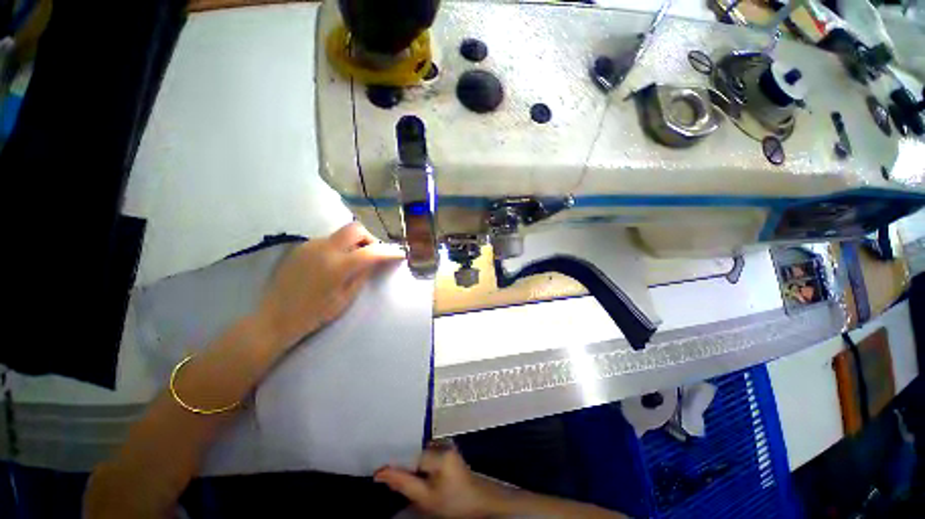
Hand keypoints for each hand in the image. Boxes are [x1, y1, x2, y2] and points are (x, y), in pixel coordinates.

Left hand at [256, 222, 402, 350]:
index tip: (400, 254)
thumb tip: (374, 260)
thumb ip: (363, 275)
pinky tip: (334, 263)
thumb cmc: (315, 313)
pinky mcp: (301, 247)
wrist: (275, 318)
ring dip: (353, 243)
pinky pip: (328, 240)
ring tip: (353, 260)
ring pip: (341, 233)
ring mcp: (310, 245)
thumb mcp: (346, 298)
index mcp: (338, 265)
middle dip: (369, 238)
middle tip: (372, 253)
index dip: (389, 252)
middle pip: (355, 229)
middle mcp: (324, 248)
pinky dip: (339, 247)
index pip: (371, 251)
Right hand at [375, 444, 505, 517]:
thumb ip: (403, 483)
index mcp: (439, 452)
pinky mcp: (447, 448)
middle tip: (385, 475)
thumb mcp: (426, 498)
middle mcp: (442, 442)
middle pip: (413, 450)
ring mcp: (446, 443)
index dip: (393, 463)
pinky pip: (426, 452)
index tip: (378, 471)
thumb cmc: (453, 503)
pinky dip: (417, 462)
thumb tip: (380, 472)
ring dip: (409, 463)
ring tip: (397, 474)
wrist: (477, 503)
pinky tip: (413, 472)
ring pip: (419, 451)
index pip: (408, 454)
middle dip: (401, 463)